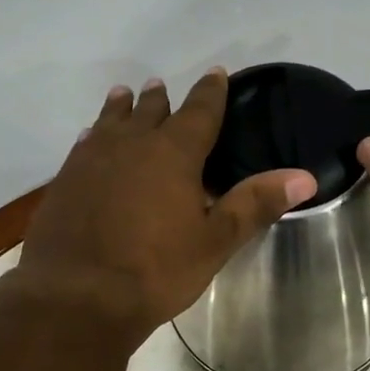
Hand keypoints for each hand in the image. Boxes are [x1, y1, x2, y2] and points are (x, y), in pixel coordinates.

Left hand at [13, 73, 315, 340]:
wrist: (77, 297)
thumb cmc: (156, 271)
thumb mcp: (215, 242)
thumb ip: (255, 205)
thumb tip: (305, 176)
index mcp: (173, 154)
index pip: (199, 112)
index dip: (210, 92)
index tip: (216, 74)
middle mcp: (130, 146)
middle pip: (149, 112)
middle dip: (160, 99)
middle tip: (161, 86)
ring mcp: (91, 161)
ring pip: (110, 123)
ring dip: (121, 109)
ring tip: (124, 96)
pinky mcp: (64, 183)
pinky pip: (83, 146)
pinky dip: (94, 137)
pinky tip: (89, 140)